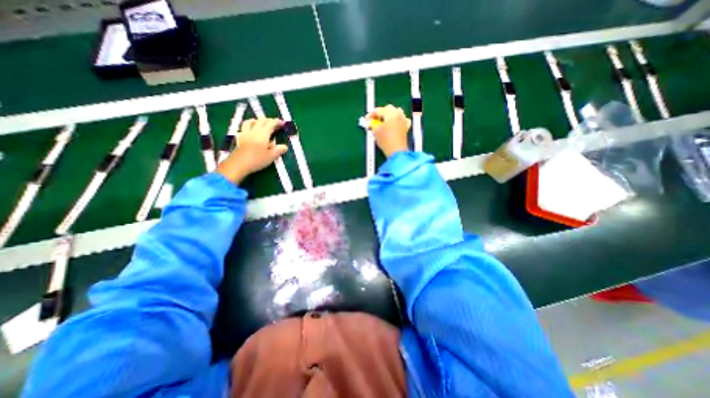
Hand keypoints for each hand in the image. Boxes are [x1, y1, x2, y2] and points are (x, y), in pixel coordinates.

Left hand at [219, 117, 291, 182]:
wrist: (238, 164)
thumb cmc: (257, 160)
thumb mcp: (271, 156)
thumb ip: (278, 150)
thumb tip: (284, 147)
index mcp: (263, 134)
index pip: (270, 124)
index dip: (276, 122)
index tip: (282, 122)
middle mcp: (254, 131)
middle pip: (260, 121)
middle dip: (268, 120)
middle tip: (274, 123)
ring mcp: (245, 134)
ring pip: (250, 122)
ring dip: (257, 120)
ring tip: (261, 123)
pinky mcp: (239, 138)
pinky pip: (244, 128)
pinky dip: (249, 126)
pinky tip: (251, 131)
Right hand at [366, 104, 411, 157]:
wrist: (396, 151)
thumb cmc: (386, 140)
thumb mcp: (375, 131)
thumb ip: (372, 124)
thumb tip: (371, 122)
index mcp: (391, 113)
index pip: (378, 110)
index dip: (370, 115)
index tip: (366, 120)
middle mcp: (398, 114)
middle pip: (388, 109)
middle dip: (380, 114)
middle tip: (374, 121)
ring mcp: (403, 120)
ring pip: (395, 113)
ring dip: (388, 117)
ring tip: (381, 124)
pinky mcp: (405, 127)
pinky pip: (399, 120)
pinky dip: (394, 121)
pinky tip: (391, 126)